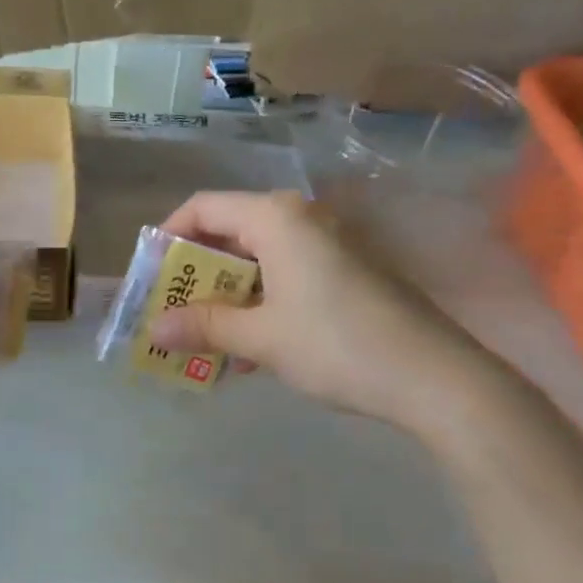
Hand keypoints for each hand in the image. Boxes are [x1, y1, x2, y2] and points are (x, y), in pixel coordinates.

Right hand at [150, 191, 479, 424]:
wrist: (432, 375)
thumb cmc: (336, 345)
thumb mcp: (261, 338)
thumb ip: (204, 326)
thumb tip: (154, 329)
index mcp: (276, 217)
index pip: (204, 207)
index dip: (169, 236)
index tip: (150, 276)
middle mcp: (302, 218)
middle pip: (231, 232)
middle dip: (197, 273)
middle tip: (172, 312)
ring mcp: (329, 244)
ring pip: (260, 259)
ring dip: (228, 295)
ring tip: (206, 338)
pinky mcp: (348, 272)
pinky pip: (288, 276)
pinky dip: (261, 303)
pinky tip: (251, 349)